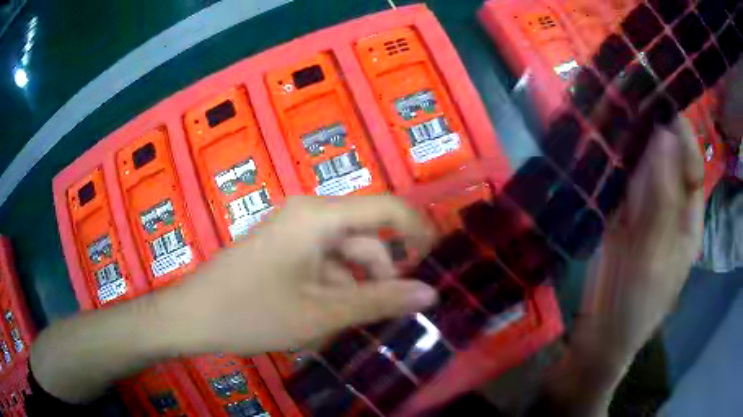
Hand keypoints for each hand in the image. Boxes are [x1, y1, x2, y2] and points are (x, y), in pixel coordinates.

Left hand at [154, 195, 437, 355]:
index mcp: (319, 216)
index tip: (439, 262)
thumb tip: (431, 294)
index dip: (419, 231)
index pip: (386, 208)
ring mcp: (293, 233)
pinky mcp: (282, 250)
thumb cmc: (253, 312)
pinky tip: (330, 318)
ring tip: (357, 324)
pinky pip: (323, 264)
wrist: (193, 316)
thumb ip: (380, 301)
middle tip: (396, 313)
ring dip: (358, 286)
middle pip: (365, 237)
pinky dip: (336, 288)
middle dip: (384, 274)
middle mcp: (308, 215)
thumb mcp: (322, 313)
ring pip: (344, 255)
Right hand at [579, 119, 704, 361]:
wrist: (601, 335)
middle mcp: (669, 205)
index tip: (660, 101)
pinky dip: (610, 160)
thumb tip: (664, 136)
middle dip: (650, 129)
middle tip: (628, 95)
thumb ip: (663, 197)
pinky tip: (598, 140)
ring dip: (627, 140)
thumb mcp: (656, 254)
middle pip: (664, 159)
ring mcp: (642, 209)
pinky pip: (618, 179)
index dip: (680, 134)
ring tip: (609, 107)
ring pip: (639, 165)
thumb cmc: (638, 303)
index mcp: (688, 217)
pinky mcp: (618, 213)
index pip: (691, 164)